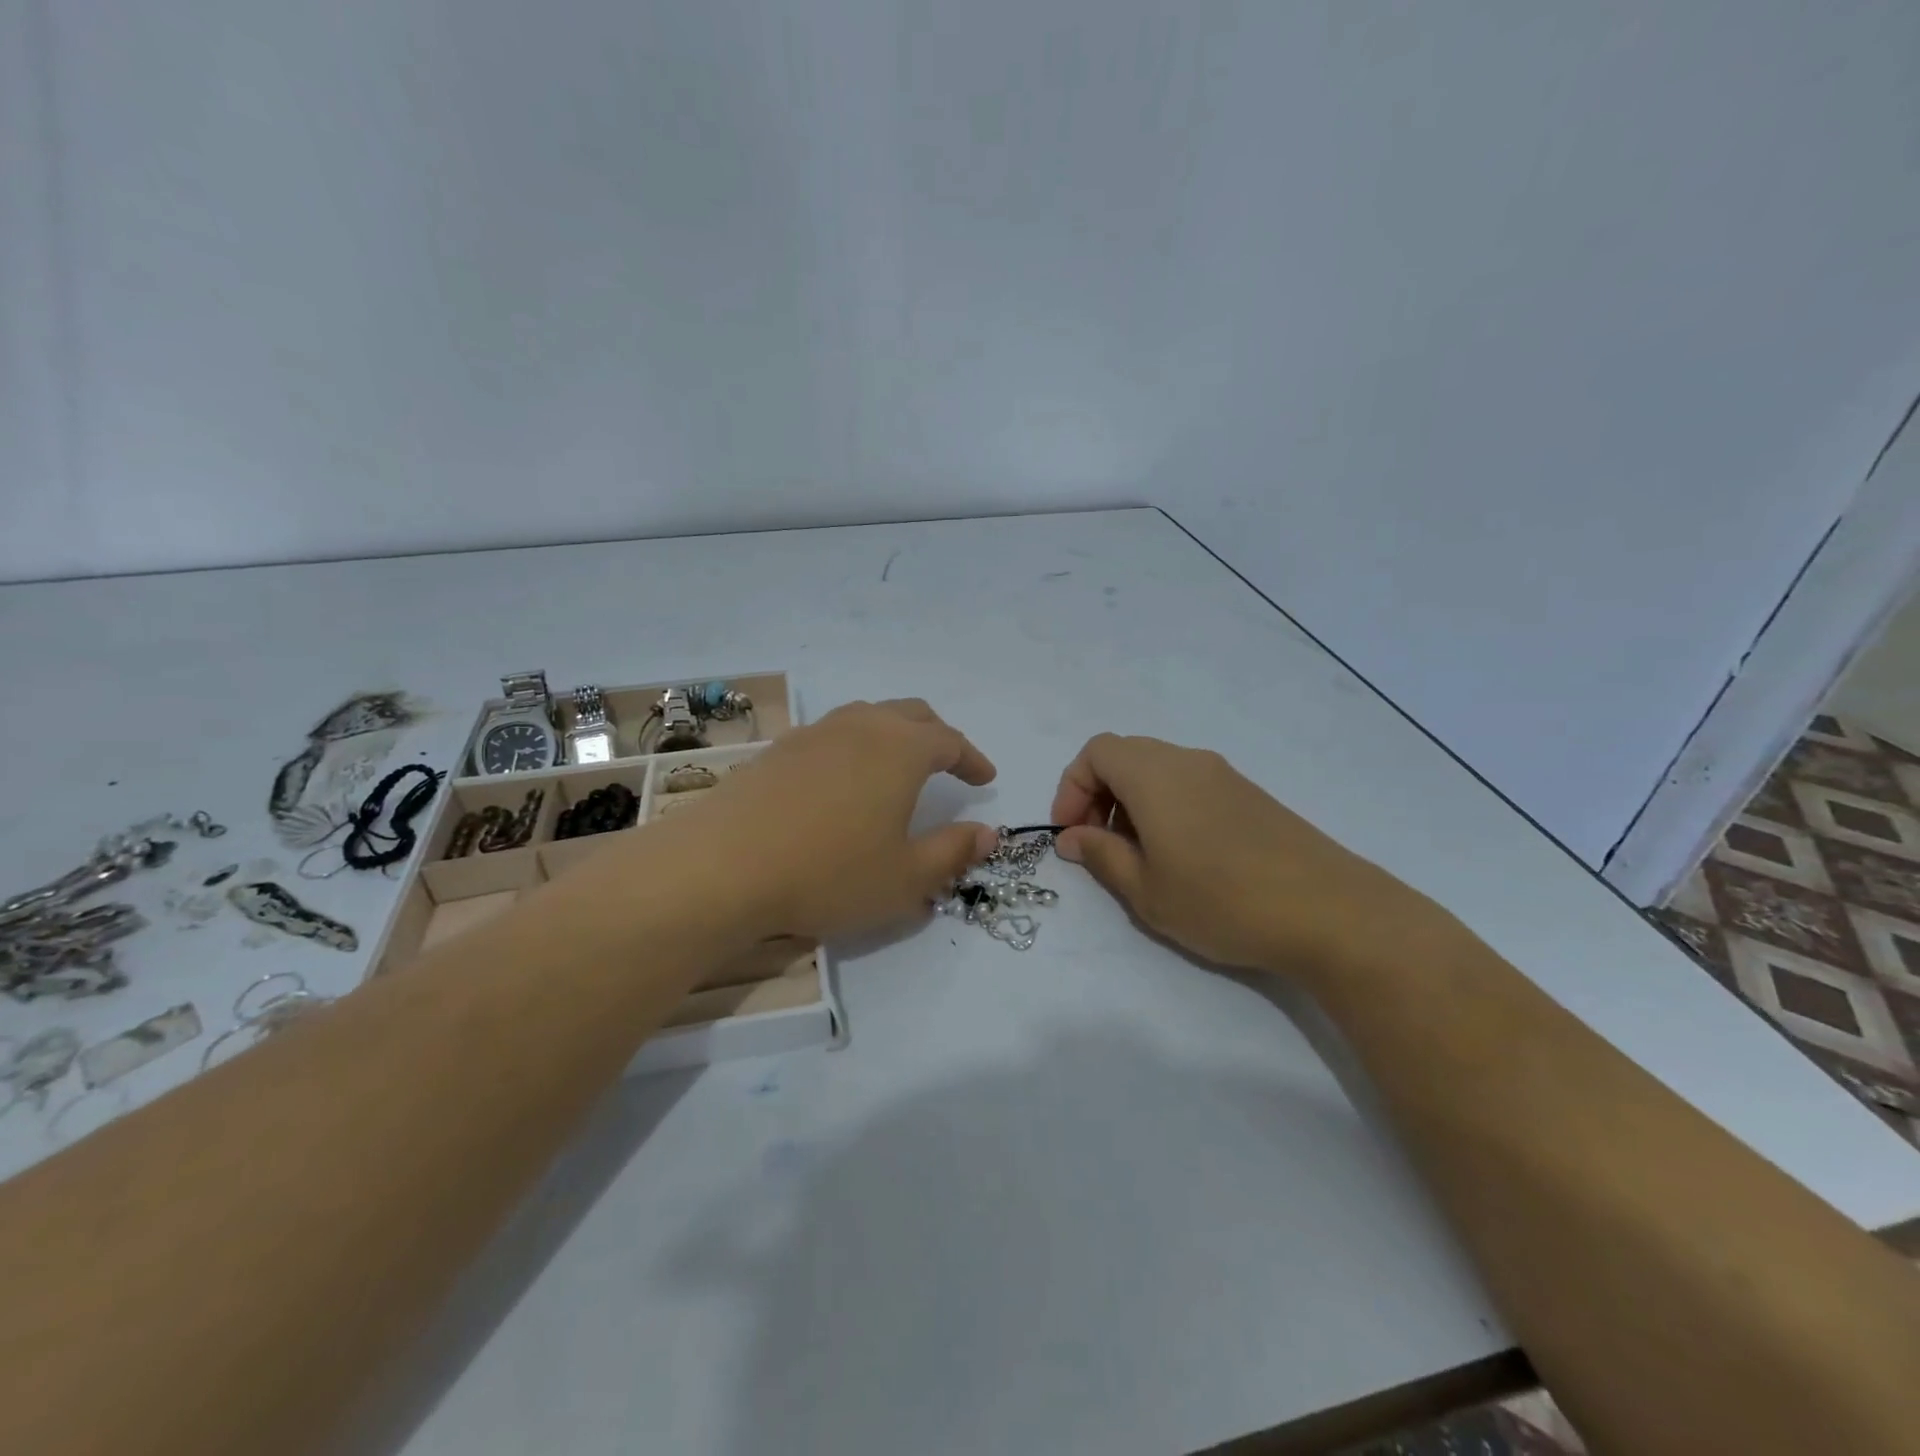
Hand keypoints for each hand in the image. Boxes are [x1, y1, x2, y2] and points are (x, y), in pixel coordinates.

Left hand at [688, 699, 998, 942]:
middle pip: (911, 714)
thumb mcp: (906, 877)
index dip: (972, 759)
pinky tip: (843, 781)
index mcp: (900, 749)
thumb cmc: (829, 873)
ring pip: (867, 718)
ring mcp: (814, 734)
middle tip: (949, 764)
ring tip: (898, 766)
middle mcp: (860, 727)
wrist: (722, 867)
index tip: (986, 779)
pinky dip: (854, 747)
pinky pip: (831, 735)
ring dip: (893, 735)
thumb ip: (953, 852)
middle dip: (937, 736)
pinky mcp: (777, 750)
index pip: (950, 741)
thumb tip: (988, 833)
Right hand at [1050, 733, 1443, 977]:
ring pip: (1159, 770)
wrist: (1331, 912)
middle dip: (1098, 794)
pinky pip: (1190, 784)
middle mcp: (1188, 761)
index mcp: (1155, 775)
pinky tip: (1182, 856)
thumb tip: (1074, 837)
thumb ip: (1101, 856)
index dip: (1071, 788)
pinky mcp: (1250, 795)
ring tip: (1139, 856)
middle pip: (1126, 755)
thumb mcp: (1146, 890)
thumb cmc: (1222, 901)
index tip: (1071, 834)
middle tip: (1099, 844)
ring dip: (1132, 802)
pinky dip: (1166, 807)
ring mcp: (1224, 775)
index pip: (1096, 752)